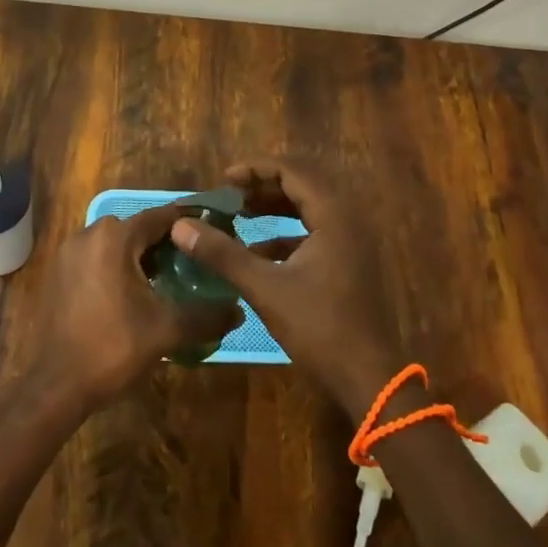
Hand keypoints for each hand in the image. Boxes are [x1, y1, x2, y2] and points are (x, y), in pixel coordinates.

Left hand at [38, 204, 241, 410]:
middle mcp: (88, 235)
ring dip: (142, 256)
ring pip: (116, 244)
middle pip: (138, 229)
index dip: (190, 224)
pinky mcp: (59, 274)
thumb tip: (240, 311)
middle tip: (196, 263)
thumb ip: (205, 316)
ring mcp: (68, 254)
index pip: (162, 217)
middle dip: (168, 243)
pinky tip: (136, 295)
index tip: (215, 232)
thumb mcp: (165, 331)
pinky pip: (97, 259)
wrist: (54, 387)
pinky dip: (119, 267)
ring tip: (170, 280)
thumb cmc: (111, 348)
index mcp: (114, 238)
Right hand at [168, 158, 402, 419]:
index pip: (293, 171)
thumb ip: (223, 254)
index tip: (223, 180)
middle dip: (263, 186)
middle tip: (229, 195)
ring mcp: (352, 242)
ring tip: (239, 214)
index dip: (256, 169)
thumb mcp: (265, 288)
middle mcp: (347, 219)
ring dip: (274, 208)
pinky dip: (286, 234)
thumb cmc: (319, 327)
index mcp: (334, 215)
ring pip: (309, 209)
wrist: (367, 377)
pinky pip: (315, 232)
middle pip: (303, 185)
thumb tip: (180, 226)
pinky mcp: (349, 263)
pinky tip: (257, 251)